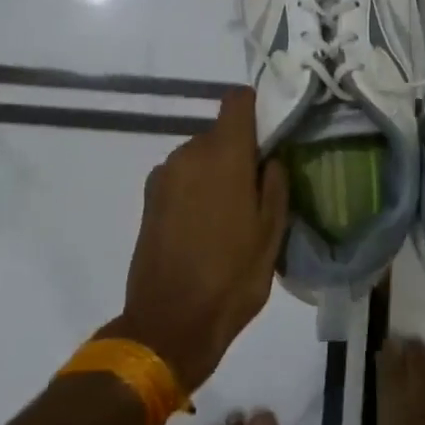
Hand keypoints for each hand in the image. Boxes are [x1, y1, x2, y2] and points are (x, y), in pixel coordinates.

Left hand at [110, 90, 288, 392]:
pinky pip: (182, 177)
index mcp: (223, 154)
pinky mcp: (149, 198)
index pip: (237, 100)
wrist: (169, 325)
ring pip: (200, 155)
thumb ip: (275, 184)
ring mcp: (164, 175)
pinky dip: (196, 188)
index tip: (271, 132)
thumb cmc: (231, 277)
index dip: (256, 107)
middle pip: (220, 132)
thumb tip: (270, 157)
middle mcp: (189, 153)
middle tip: (257, 186)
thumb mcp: (271, 233)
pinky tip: (205, 226)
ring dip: (216, 171)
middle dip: (240, 150)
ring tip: (231, 213)